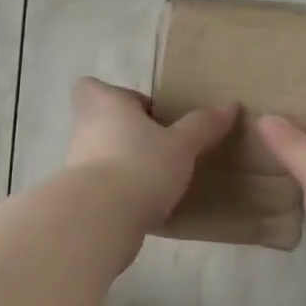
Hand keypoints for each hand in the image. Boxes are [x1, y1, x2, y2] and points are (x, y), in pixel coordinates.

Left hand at [64, 78, 236, 229]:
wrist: (102, 218)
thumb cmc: (141, 165)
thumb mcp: (181, 145)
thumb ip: (203, 126)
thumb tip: (230, 106)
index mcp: (104, 105)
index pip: (92, 87)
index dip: (115, 96)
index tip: (144, 113)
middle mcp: (83, 130)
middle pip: (100, 123)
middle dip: (125, 134)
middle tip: (158, 148)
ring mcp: (75, 165)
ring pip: (99, 157)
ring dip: (123, 165)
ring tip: (157, 181)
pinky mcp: (79, 197)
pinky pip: (101, 189)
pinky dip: (118, 194)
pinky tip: (144, 208)